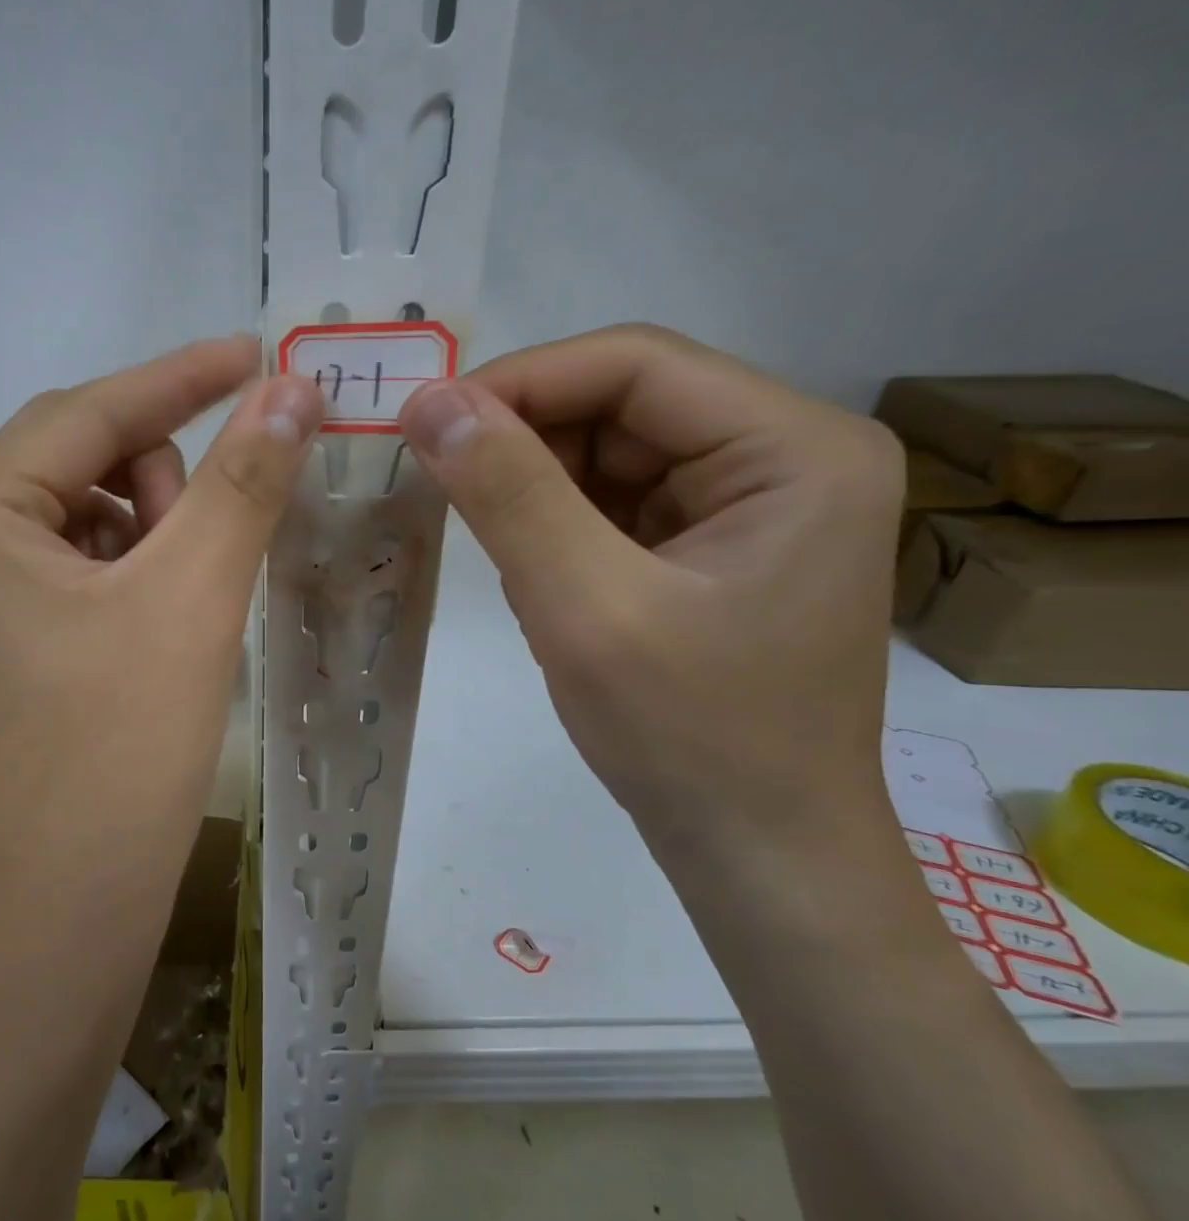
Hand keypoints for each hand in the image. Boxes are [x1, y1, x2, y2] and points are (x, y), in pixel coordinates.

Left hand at [0, 335, 322, 911]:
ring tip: (181, 617)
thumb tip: (290, 391)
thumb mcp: (188, 602)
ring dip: (150, 540)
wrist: (57, 923)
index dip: (180, 377)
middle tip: (204, 566)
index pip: (86, 412)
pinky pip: (71, 571)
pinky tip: (155, 640)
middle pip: (79, 462)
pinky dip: (128, 580)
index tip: (258, 353)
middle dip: (160, 491)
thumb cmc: (114, 757)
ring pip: (83, 518)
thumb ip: (240, 481)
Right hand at [397, 323, 904, 880]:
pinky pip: (616, 500)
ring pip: (612, 451)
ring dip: (532, 480)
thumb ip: (508, 494)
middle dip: (523, 435)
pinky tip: (524, 559)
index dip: (521, 380)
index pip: (637, 365)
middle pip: (625, 403)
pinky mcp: (715, 544)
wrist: (758, 855)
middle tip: (432, 474)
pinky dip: (554, 517)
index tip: (425, 421)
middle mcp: (788, 456)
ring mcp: (753, 502)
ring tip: (475, 526)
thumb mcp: (585, 607)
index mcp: (796, 449)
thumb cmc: (690, 737)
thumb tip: (428, 401)